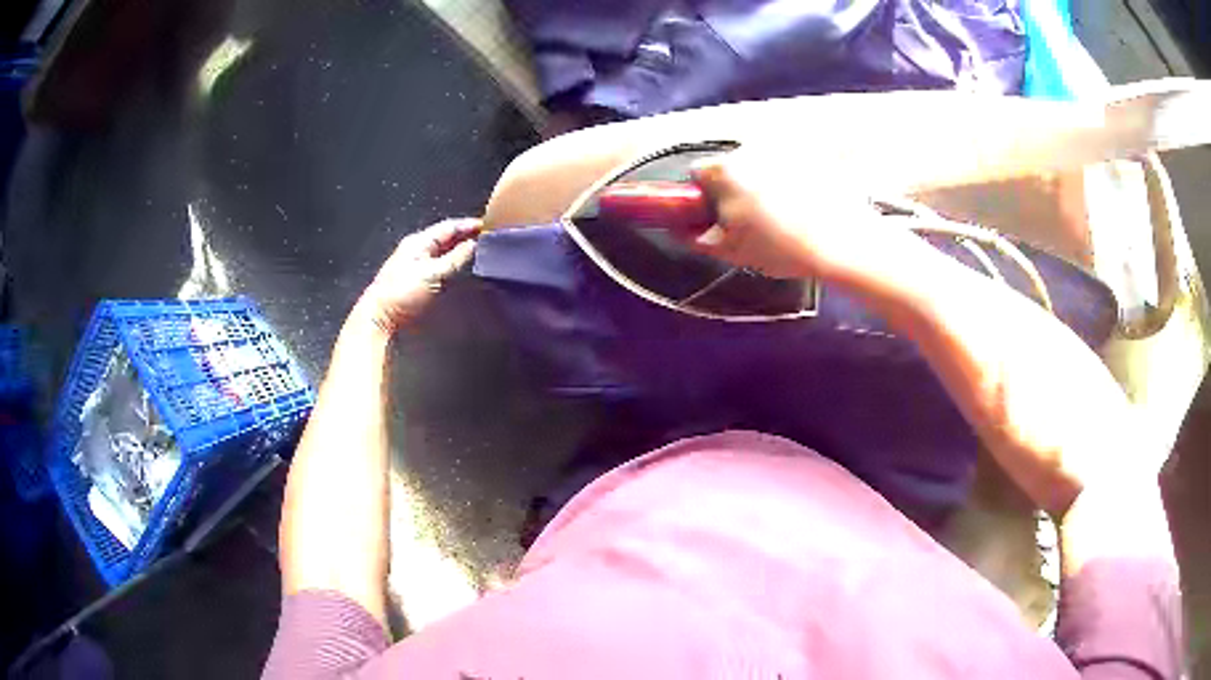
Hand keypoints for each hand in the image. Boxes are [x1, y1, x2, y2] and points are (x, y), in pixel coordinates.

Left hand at [358, 218, 480, 333]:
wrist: (380, 317)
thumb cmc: (402, 294)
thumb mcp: (434, 274)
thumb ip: (456, 258)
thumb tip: (473, 245)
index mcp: (419, 241)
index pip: (449, 226)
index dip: (469, 225)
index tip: (487, 227)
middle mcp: (415, 248)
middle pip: (445, 237)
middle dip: (465, 236)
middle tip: (485, 239)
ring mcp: (413, 262)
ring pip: (441, 250)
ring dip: (458, 250)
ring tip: (475, 252)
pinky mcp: (413, 277)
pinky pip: (436, 263)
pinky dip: (450, 262)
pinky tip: (458, 269)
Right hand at [689, 153, 907, 281]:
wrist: (844, 243)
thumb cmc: (785, 248)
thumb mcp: (733, 251)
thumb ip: (698, 238)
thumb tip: (681, 229)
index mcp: (726, 171)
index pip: (698, 172)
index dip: (704, 195)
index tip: (719, 214)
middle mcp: (752, 148)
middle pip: (733, 164)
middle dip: (739, 185)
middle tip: (756, 218)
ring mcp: (786, 146)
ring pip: (763, 161)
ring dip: (768, 178)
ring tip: (789, 212)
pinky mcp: (815, 150)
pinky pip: (794, 159)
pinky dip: (796, 174)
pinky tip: (809, 200)